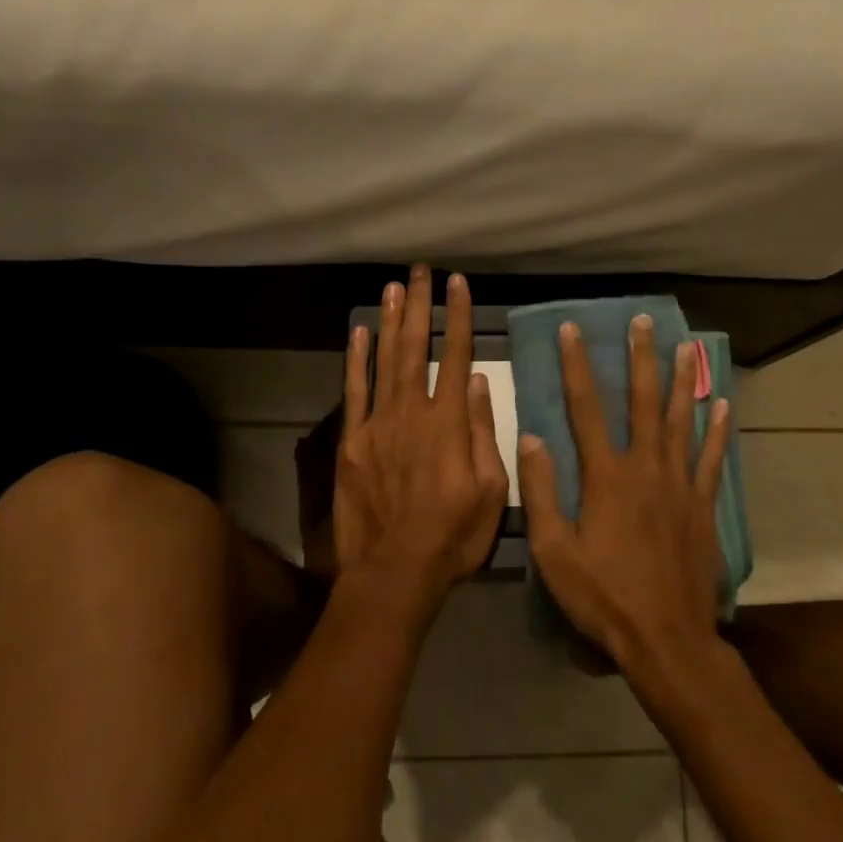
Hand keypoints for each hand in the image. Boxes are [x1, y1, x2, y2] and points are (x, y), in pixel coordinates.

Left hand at [334, 265, 509, 613]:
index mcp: (449, 423)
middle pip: (417, 348)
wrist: (395, 570)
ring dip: (389, 321)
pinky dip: (356, 360)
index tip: (459, 284)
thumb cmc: (453, 535)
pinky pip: (354, 392)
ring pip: (384, 361)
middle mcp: (412, 412)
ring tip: (393, 287)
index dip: (459, 317)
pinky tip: (359, 334)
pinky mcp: (352, 442)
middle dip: (420, 306)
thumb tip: (481, 385)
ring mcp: (377, 424)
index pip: (458, 357)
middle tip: (421, 271)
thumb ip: (485, 433)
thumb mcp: (491, 490)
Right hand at [519, 316, 729, 679]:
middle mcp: (646, 469)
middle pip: (642, 403)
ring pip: (681, 421)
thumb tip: (531, 438)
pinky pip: (710, 459)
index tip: (572, 330)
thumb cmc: (603, 597)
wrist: (666, 639)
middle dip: (639, 359)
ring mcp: (680, 485)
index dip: (576, 366)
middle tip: (642, 321)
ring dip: (680, 381)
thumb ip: (542, 492)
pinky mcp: (703, 506)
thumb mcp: (555, 551)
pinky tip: (721, 405)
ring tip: (684, 347)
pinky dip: (716, 431)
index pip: (585, 408)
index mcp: (606, 477)